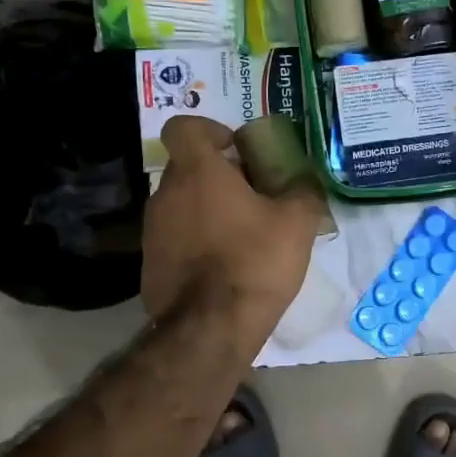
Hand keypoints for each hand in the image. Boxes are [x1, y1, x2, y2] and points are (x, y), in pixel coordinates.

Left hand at [142, 116, 325, 355]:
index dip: (209, 129)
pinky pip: (176, 238)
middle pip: (188, 168)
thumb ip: (303, 191)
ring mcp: (152, 231)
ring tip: (244, 235)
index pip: (183, 127)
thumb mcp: (297, 223)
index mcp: (198, 172)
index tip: (236, 149)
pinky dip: (197, 242)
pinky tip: (225, 266)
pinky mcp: (150, 264)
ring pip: (182, 204)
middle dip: (219, 175)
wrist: (210, 329)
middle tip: (254, 196)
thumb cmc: (255, 261)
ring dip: (208, 210)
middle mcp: (166, 194)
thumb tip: (305, 182)